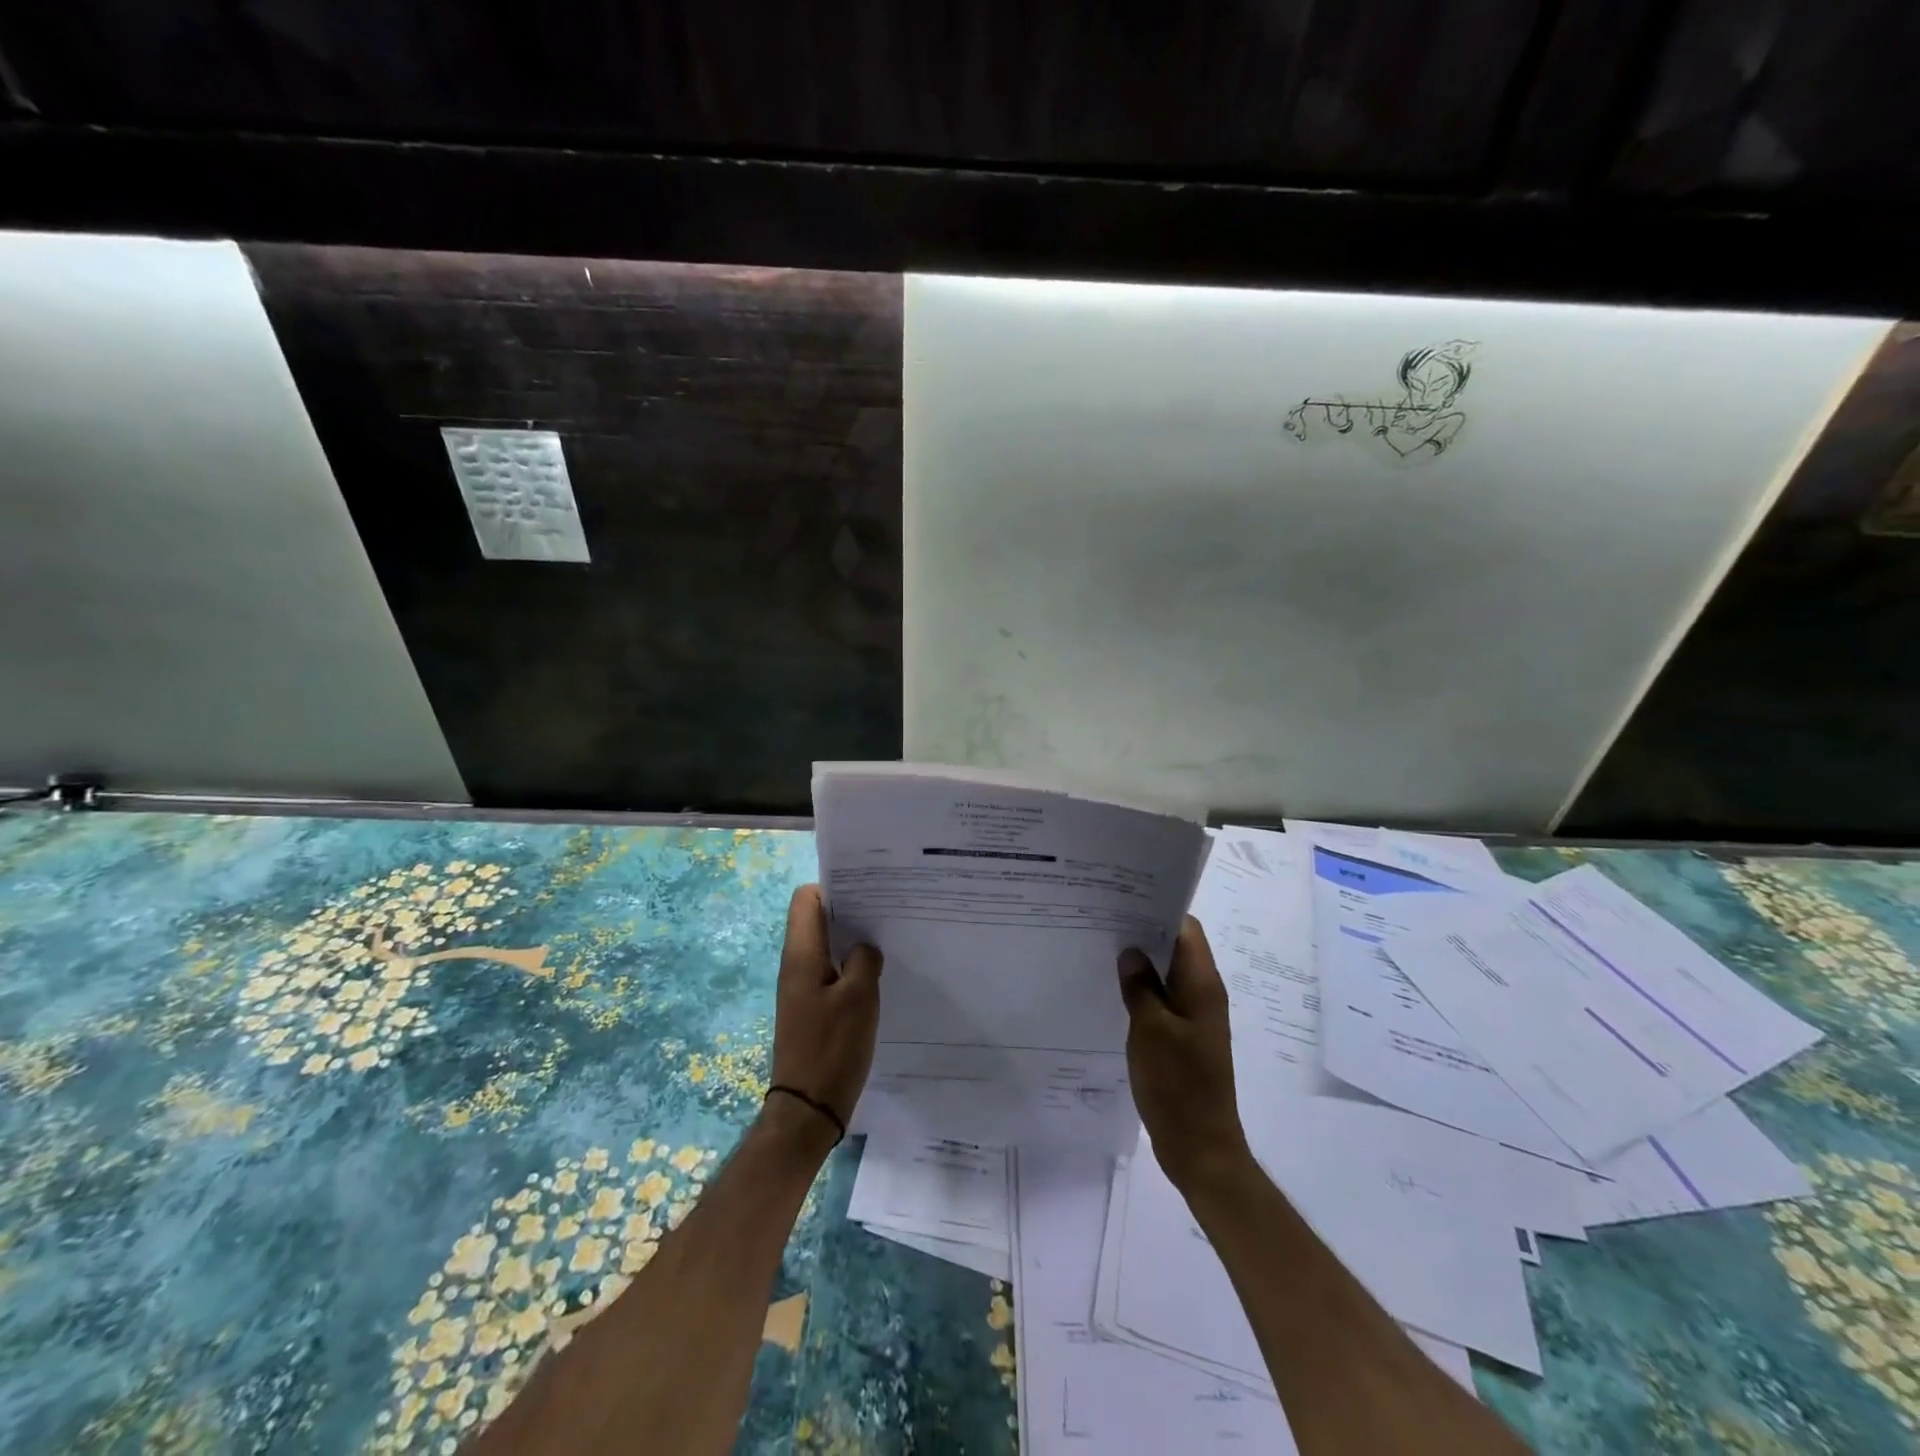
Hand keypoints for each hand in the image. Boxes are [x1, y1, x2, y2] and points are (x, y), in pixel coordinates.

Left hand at [767, 885, 882, 1148]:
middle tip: (886, 911)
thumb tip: (865, 947)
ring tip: (887, 938)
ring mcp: (802, 988)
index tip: (867, 891)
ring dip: (852, 940)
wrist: (808, 1109)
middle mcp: (796, 965)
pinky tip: (878, 975)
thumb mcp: (859, 997)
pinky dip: (851, 966)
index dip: (833, 887)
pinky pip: (831, 972)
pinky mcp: (812, 1009)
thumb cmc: (832, 1048)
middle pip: (817, 920)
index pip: (806, 899)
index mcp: (801, 954)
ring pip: (827, 947)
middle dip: (849, 911)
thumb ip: (865, 959)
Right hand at [1117, 917, 1252, 1191]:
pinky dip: (1142, 990)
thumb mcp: (1150, 1030)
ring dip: (1140, 962)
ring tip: (1101, 949)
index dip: (1157, 908)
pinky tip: (1112, 990)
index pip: (1185, 928)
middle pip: (1175, 947)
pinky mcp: (1183, 1037)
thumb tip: (1130, 950)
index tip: (1121, 898)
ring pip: (1167, 974)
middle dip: (1142, 932)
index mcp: (1202, 984)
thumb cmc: (1177, 1085)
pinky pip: (1163, 999)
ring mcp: (1194, 1017)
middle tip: (1102, 920)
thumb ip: (1139, 986)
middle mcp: (1203, 993)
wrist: (1200, 1147)